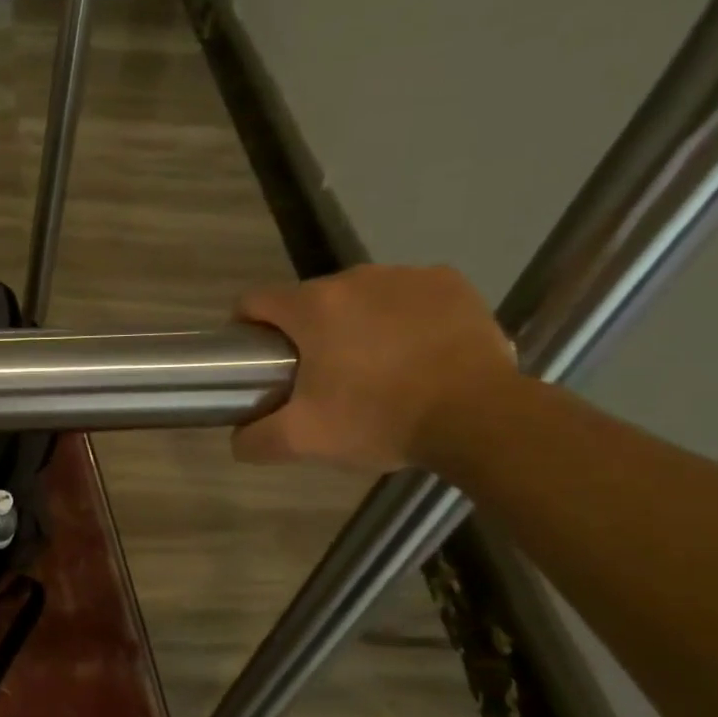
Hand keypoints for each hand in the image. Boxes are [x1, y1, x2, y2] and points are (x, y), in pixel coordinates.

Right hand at [231, 265, 519, 473]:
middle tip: (318, 377)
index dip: (246, 328)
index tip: (257, 360)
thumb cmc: (379, 420)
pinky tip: (412, 351)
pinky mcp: (451, 283)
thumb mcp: (304, 440)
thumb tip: (238, 439)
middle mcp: (356, 277)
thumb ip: (255, 440)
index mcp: (313, 307)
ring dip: (353, 323)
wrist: (479, 417)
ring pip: (359, 296)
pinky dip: (401, 317)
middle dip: (305, 332)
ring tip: (371, 366)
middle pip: (309, 300)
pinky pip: (407, 295)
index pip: (255, 301)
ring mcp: (407, 276)